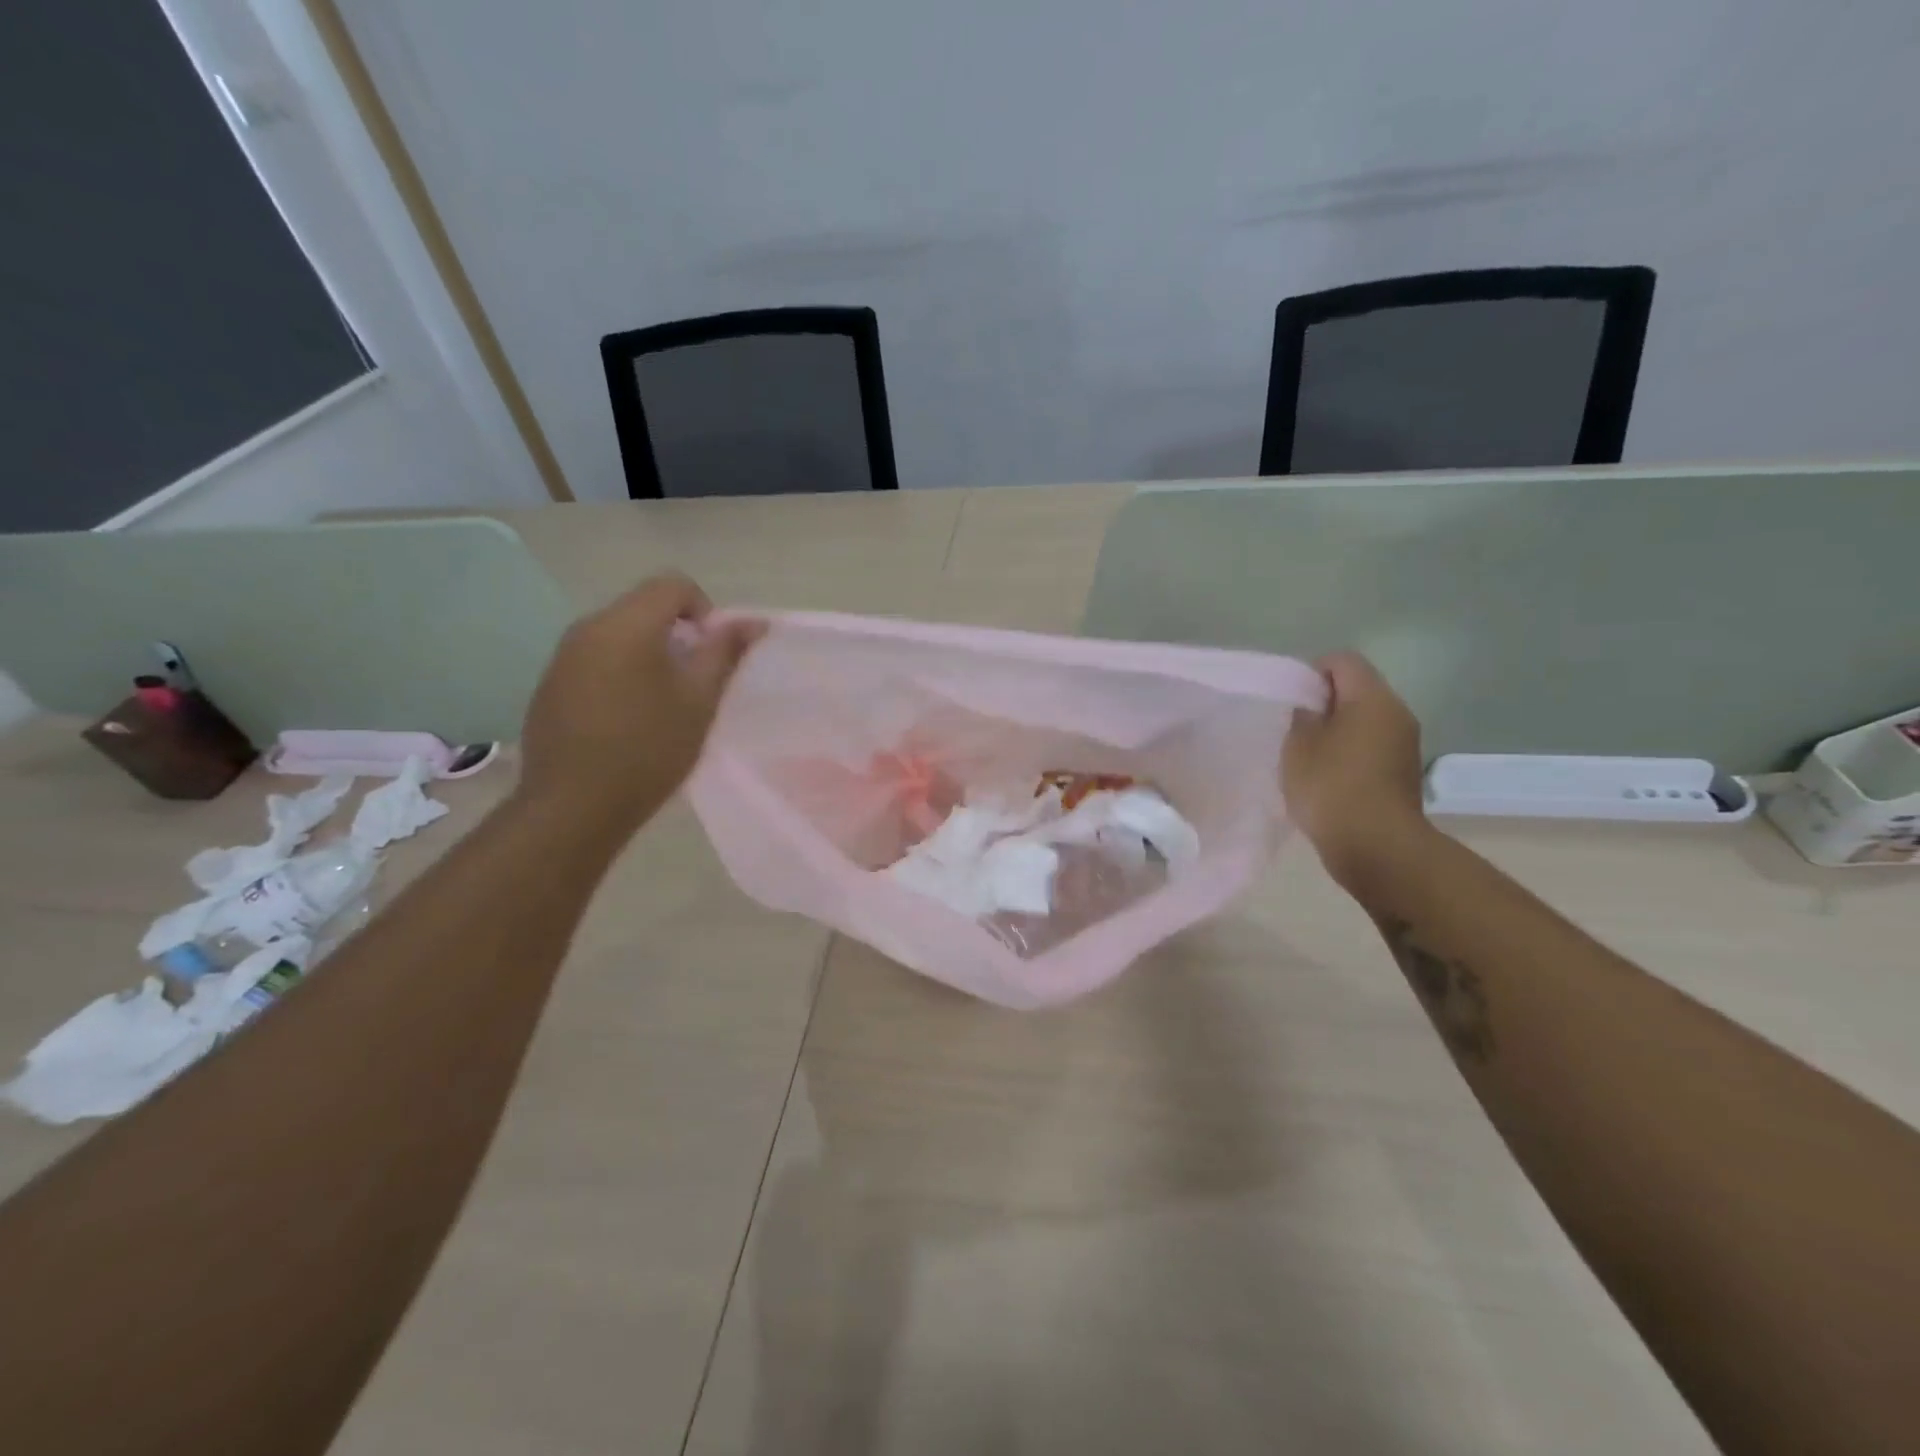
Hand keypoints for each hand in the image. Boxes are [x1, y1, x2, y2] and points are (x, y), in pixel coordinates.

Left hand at [517, 573, 763, 835]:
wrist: (573, 806)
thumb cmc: (649, 750)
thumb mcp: (699, 700)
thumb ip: (725, 653)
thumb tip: (753, 621)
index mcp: (626, 624)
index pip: (673, 584)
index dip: (705, 610)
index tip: (712, 654)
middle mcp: (587, 628)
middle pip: (643, 607)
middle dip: (677, 634)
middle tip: (694, 683)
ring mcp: (562, 656)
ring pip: (619, 634)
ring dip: (649, 654)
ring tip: (663, 704)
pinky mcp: (549, 684)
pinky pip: (595, 659)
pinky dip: (620, 673)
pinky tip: (627, 720)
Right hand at [1282, 652, 1430, 882]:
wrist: (1376, 846)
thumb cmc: (1331, 787)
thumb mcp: (1299, 745)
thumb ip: (1303, 715)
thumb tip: (1313, 706)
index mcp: (1372, 698)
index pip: (1343, 661)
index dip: (1312, 671)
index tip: (1291, 699)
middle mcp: (1397, 712)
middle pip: (1358, 688)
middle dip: (1325, 701)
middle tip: (1295, 727)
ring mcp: (1405, 743)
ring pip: (1366, 718)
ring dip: (1338, 728)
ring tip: (1309, 754)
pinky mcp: (1403, 770)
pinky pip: (1372, 745)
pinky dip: (1350, 751)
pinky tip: (1328, 775)